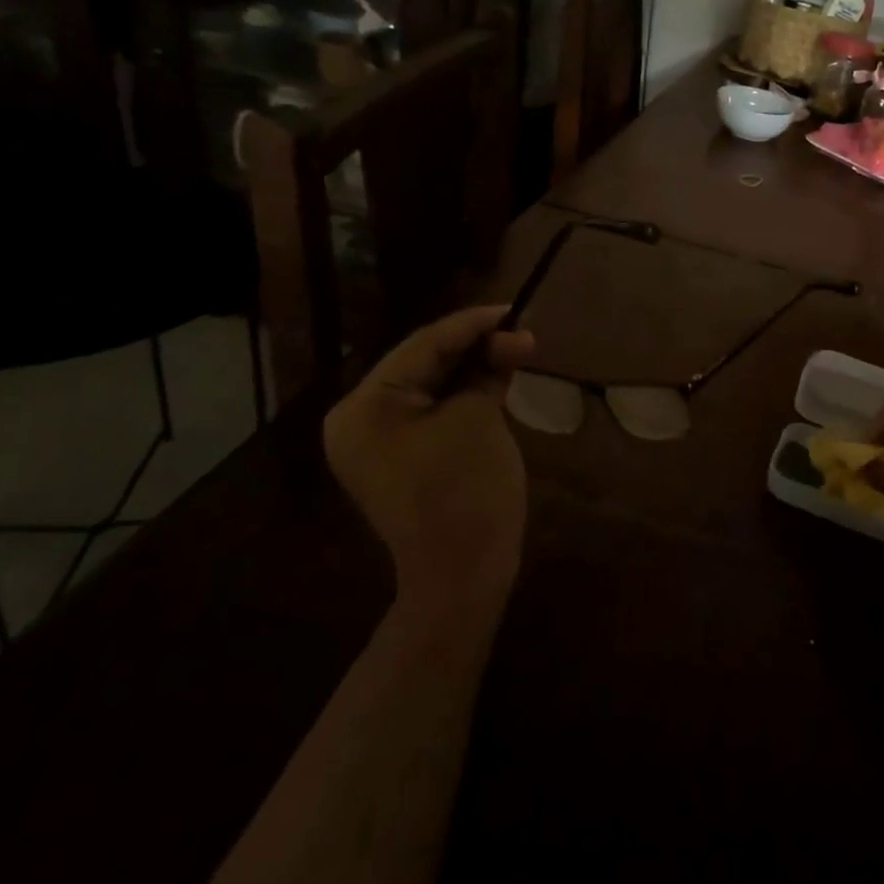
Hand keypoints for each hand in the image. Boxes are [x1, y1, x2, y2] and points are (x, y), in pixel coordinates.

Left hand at [323, 305, 534, 619]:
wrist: (462, 574)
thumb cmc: (465, 490)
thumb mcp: (477, 417)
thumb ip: (487, 370)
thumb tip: (508, 339)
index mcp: (365, 407)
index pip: (423, 346)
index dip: (473, 324)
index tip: (515, 309)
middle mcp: (360, 420)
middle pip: (424, 363)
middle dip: (476, 346)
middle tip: (523, 333)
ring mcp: (378, 442)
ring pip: (432, 386)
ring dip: (474, 367)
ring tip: (517, 350)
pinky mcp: (402, 457)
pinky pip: (434, 411)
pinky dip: (465, 394)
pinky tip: (498, 378)